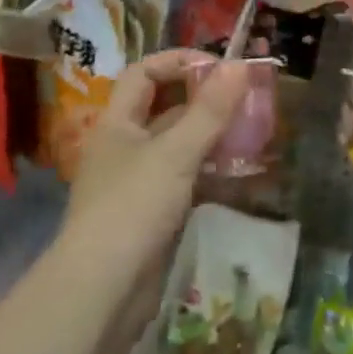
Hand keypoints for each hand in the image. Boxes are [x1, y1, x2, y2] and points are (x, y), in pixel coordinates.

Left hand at [58, 50, 248, 353]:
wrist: (102, 292)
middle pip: (164, 107)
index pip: (144, 73)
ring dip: (211, 134)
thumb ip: (210, 110)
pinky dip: (210, 168)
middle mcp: (124, 146)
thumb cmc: (132, 207)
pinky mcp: (152, 212)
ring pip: (178, 143)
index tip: (219, 66)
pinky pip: (185, 177)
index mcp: (117, 123)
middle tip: (244, 96)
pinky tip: (239, 170)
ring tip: (251, 129)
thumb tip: (240, 64)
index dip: (178, 62)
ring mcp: (137, 181)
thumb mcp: (175, 153)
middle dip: (203, 98)